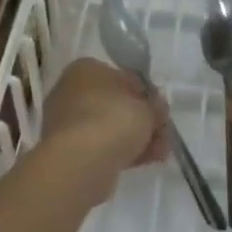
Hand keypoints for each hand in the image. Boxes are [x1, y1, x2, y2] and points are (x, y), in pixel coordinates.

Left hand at [36, 58, 165, 202]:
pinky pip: (101, 146)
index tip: (162, 112)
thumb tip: (156, 108)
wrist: (80, 162)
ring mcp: (67, 121)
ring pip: (110, 127)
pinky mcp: (68, 149)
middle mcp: (72, 90)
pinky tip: (143, 162)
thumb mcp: (146, 109)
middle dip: (142, 120)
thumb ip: (155, 106)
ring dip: (136, 138)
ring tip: (159, 153)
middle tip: (163, 135)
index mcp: (87, 69)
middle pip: (116, 105)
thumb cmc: (113, 120)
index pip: (124, 78)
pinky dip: (121, 152)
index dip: (147, 95)